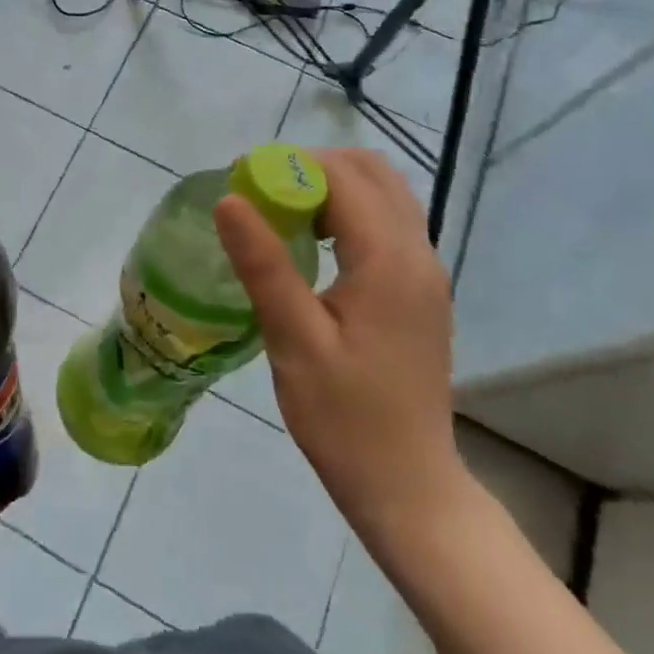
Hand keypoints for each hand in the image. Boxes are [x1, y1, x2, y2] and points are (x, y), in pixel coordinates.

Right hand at [213, 148, 464, 547]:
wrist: (408, 486)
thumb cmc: (346, 418)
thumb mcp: (294, 341)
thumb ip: (264, 265)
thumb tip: (228, 200)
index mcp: (390, 261)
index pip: (343, 178)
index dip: (289, 166)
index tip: (240, 181)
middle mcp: (418, 254)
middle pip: (371, 172)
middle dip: (312, 168)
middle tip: (261, 195)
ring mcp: (424, 273)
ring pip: (383, 195)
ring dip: (331, 188)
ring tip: (280, 214)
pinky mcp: (418, 292)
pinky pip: (386, 224)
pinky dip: (347, 212)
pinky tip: (312, 245)